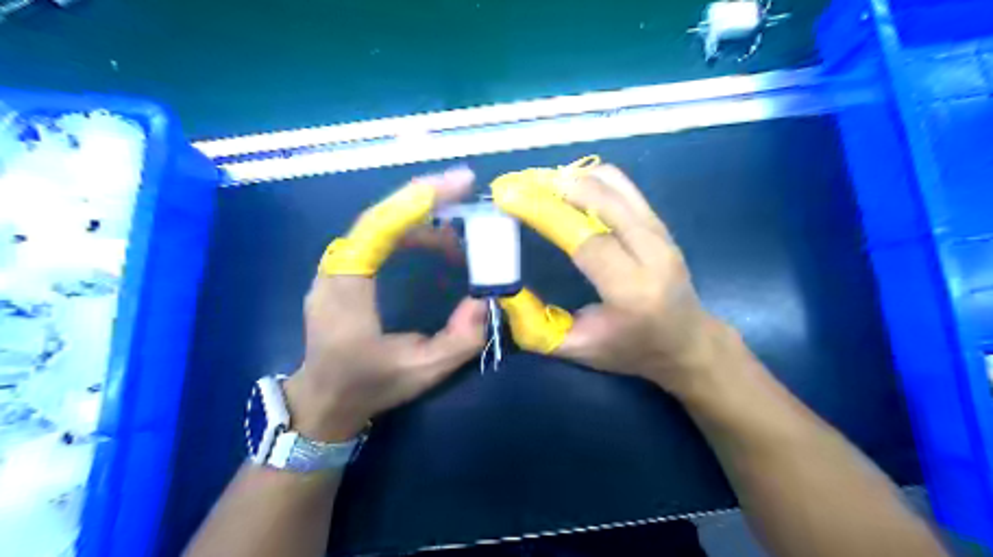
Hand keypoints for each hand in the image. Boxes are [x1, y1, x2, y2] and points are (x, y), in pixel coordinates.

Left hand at [285, 167, 488, 441]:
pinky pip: (376, 236)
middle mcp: (335, 269)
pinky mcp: (343, 270)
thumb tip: (484, 300)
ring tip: (460, 233)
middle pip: (378, 216)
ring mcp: (336, 268)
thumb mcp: (423, 371)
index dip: (418, 201)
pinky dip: (410, 230)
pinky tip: (437, 243)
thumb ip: (460, 340)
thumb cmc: (370, 385)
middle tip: (466, 190)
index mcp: (347, 290)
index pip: (378, 228)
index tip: (459, 184)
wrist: (325, 399)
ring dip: (421, 217)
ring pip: (378, 223)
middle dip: (425, 197)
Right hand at [492, 159, 725, 396]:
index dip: (545, 213)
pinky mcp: (660, 222)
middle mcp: (652, 253)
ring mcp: (660, 232)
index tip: (508, 198)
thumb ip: (536, 325)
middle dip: (552, 185)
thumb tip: (503, 289)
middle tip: (515, 185)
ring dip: (570, 178)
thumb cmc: (631, 351)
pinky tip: (565, 187)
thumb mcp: (577, 349)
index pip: (586, 239)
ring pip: (613, 184)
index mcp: (632, 290)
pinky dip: (589, 179)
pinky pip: (622, 186)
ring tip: (536, 185)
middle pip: (601, 199)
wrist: (687, 342)